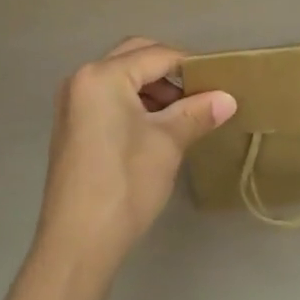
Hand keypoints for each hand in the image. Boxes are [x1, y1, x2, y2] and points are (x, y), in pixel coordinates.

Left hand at [36, 37, 236, 272]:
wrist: (78, 244)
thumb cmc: (125, 184)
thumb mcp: (167, 144)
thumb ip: (197, 113)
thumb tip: (228, 98)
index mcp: (102, 75)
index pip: (156, 55)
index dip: (190, 65)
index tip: (219, 80)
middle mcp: (82, 79)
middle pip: (134, 57)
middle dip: (169, 71)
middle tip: (200, 91)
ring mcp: (72, 103)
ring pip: (121, 77)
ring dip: (152, 87)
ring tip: (183, 112)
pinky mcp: (71, 126)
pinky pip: (108, 97)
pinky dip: (134, 102)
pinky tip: (157, 127)